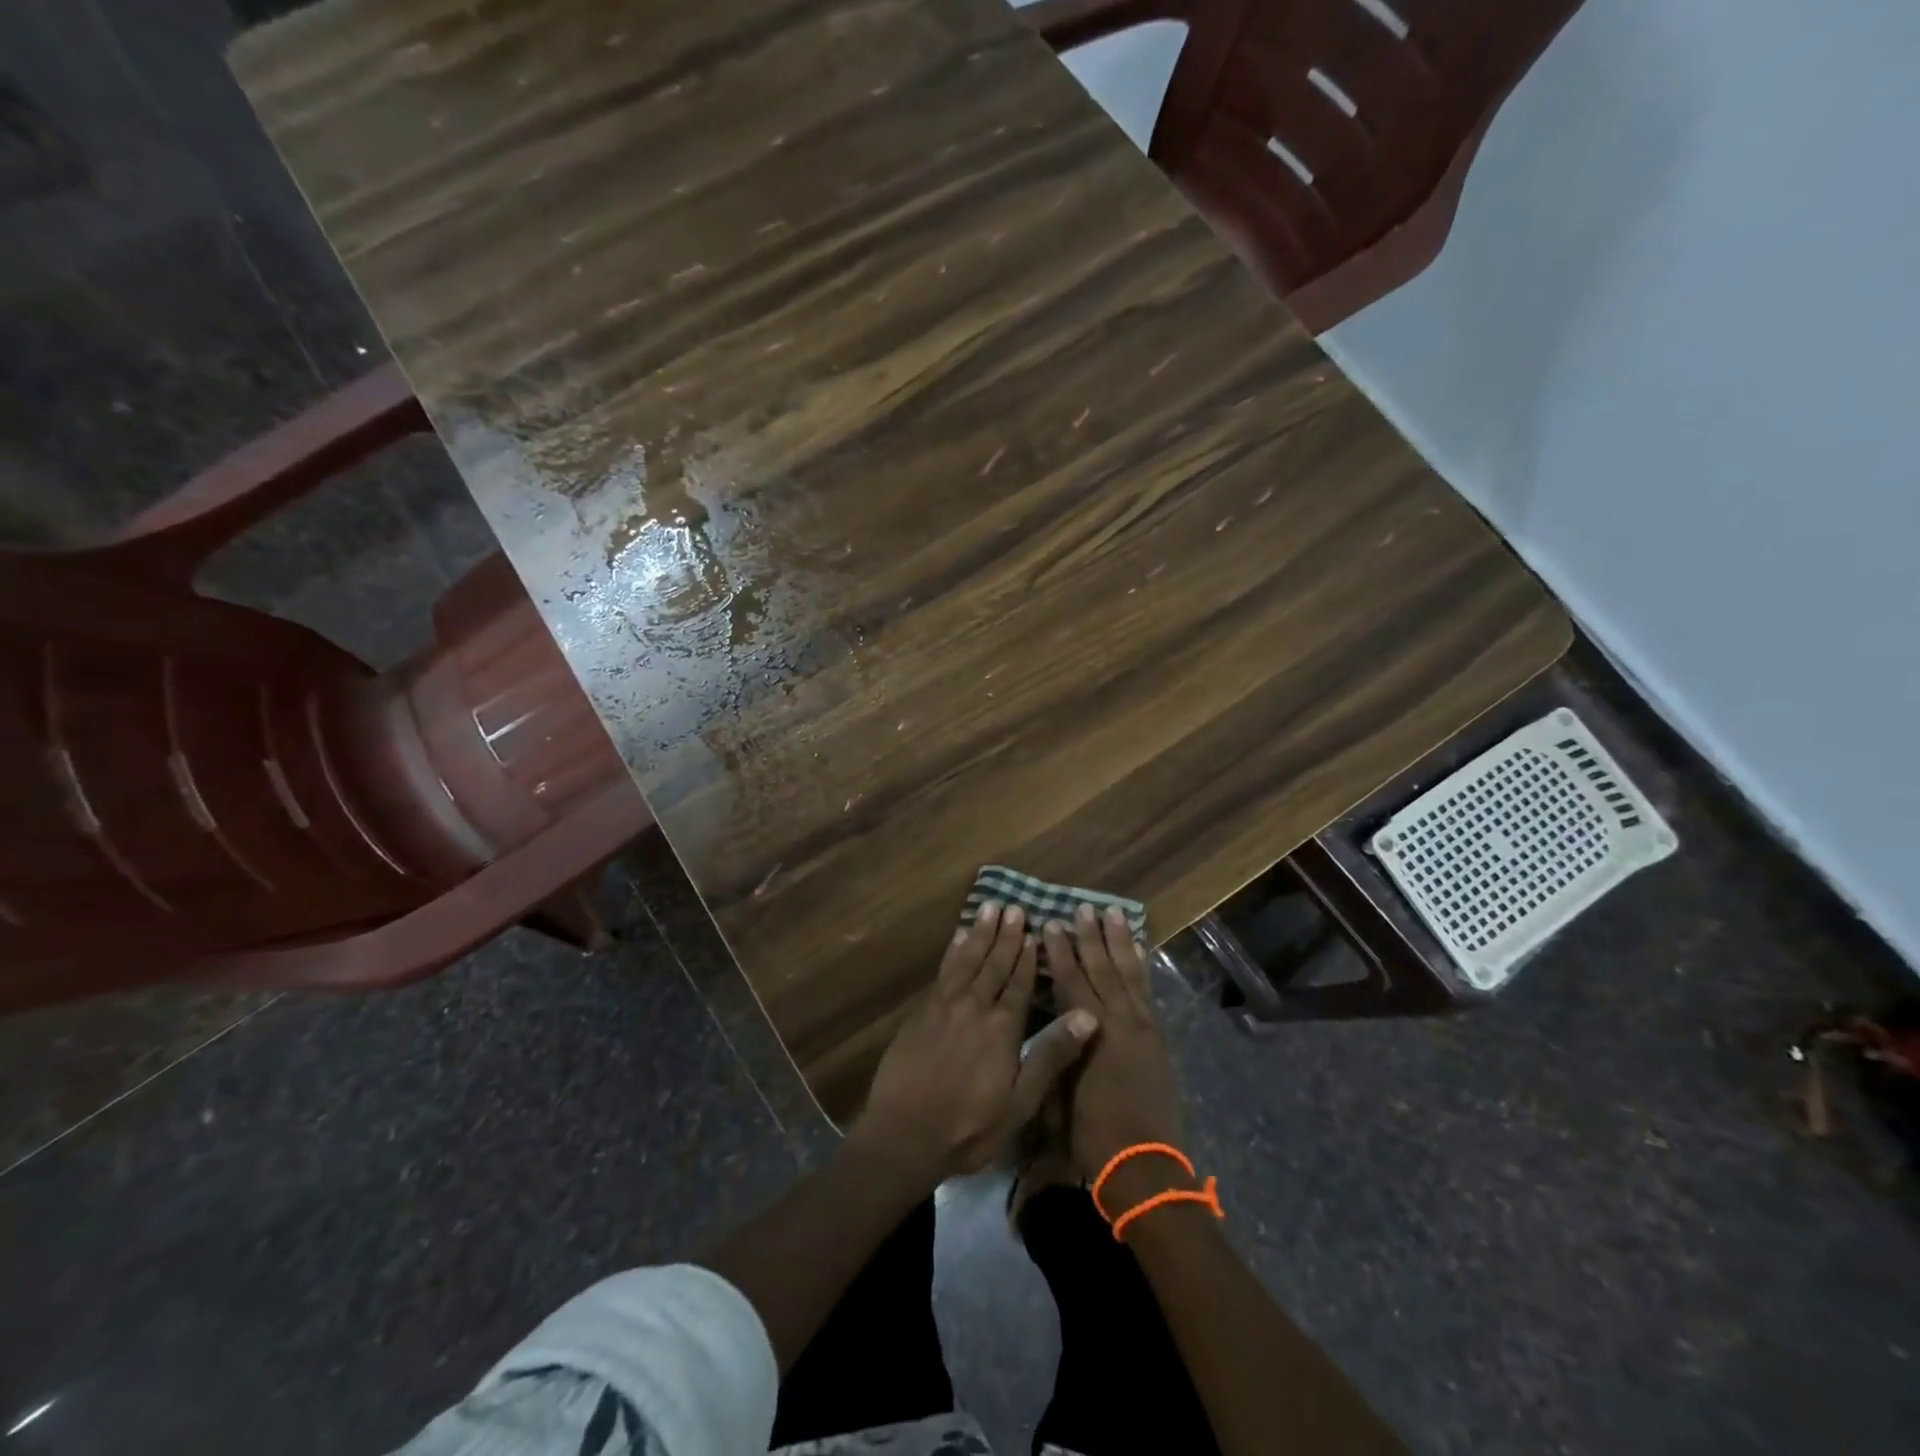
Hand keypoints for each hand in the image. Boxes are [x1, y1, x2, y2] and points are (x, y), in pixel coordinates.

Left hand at [855, 901, 1098, 1184]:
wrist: (904, 1135)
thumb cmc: (969, 1126)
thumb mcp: (1020, 1101)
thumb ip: (1051, 1055)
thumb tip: (1088, 1015)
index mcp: (1002, 1027)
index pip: (1020, 983)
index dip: (1028, 957)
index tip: (1035, 931)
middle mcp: (974, 1006)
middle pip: (993, 964)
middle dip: (1006, 936)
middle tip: (1014, 908)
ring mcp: (943, 1006)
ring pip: (966, 960)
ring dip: (980, 934)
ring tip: (988, 908)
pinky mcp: (921, 1012)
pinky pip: (943, 970)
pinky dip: (953, 951)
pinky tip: (958, 939)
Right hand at [1044, 905, 1185, 1196]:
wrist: (1144, 1168)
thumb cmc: (1091, 1134)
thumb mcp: (1059, 1091)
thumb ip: (1058, 1049)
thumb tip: (1052, 1019)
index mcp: (1092, 1033)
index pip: (1072, 981)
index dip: (1060, 952)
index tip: (1050, 925)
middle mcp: (1121, 1022)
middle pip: (1103, 969)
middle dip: (1091, 937)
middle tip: (1082, 908)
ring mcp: (1143, 1028)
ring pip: (1129, 974)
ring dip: (1120, 942)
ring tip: (1114, 914)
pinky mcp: (1157, 1039)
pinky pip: (1147, 992)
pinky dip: (1142, 967)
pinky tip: (1139, 950)